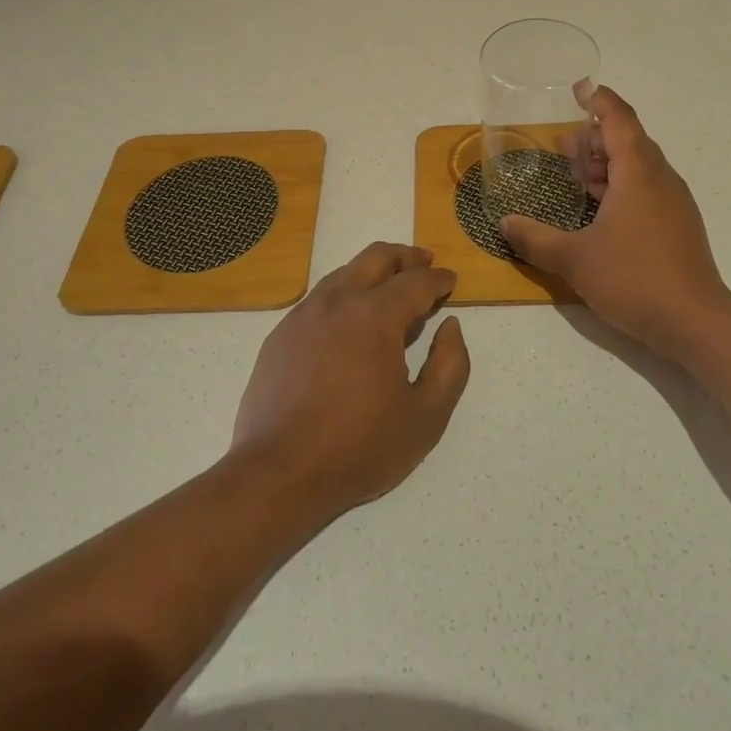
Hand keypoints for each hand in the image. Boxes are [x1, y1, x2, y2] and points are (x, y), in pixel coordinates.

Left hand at [232, 243, 469, 515]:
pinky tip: (349, 319)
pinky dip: (344, 294)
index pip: (415, 282)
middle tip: (425, 264)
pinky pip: (319, 298)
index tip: (451, 280)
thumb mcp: (426, 417)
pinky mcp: (280, 334)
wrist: (279, 474)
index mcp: (375, 316)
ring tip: (390, 287)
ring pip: (344, 273)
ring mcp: (303, 315)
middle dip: (406, 256)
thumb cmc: (359, 448)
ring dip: (373, 271)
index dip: (439, 278)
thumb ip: (450, 365)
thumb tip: (450, 326)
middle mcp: (337, 302)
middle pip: (376, 257)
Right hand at [503, 86, 730, 361]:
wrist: (695, 322)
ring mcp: (674, 202)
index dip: (598, 101)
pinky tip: (599, 212)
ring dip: (607, 164)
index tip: (579, 89)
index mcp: (638, 172)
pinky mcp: (678, 225)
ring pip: (639, 167)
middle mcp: (660, 178)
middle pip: (628, 141)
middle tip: (561, 149)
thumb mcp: (574, 259)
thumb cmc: (633, 278)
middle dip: (594, 139)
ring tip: (575, 178)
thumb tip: (504, 224)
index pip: (618, 119)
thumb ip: (534, 239)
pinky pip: (646, 189)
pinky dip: (620, 186)